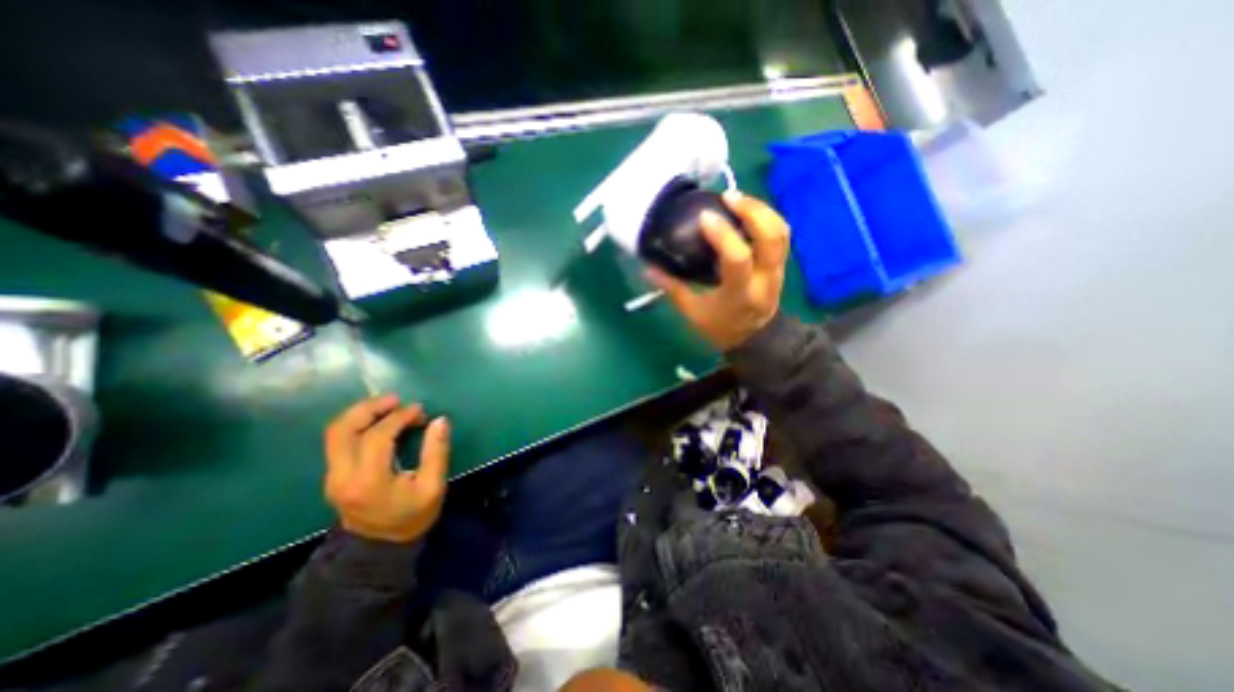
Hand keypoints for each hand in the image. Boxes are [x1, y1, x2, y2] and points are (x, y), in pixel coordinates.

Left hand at [321, 397, 451, 542]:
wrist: (379, 548)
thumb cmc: (411, 517)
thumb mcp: (433, 486)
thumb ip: (436, 452)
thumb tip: (440, 420)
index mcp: (368, 481)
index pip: (377, 436)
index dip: (399, 417)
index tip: (420, 410)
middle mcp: (342, 476)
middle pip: (343, 429)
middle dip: (370, 407)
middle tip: (396, 399)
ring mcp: (332, 476)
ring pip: (335, 432)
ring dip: (360, 413)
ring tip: (388, 405)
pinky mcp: (333, 475)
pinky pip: (338, 440)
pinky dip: (357, 424)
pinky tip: (378, 421)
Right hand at [646, 190, 790, 349]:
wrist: (755, 339)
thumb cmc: (721, 328)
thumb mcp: (693, 313)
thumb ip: (673, 288)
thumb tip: (648, 268)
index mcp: (740, 294)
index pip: (738, 259)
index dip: (723, 235)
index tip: (704, 217)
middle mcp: (765, 279)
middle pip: (772, 238)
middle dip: (752, 211)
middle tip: (727, 197)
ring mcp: (777, 271)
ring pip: (781, 232)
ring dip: (761, 209)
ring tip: (737, 198)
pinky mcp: (780, 264)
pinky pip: (781, 234)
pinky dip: (766, 217)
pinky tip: (746, 210)